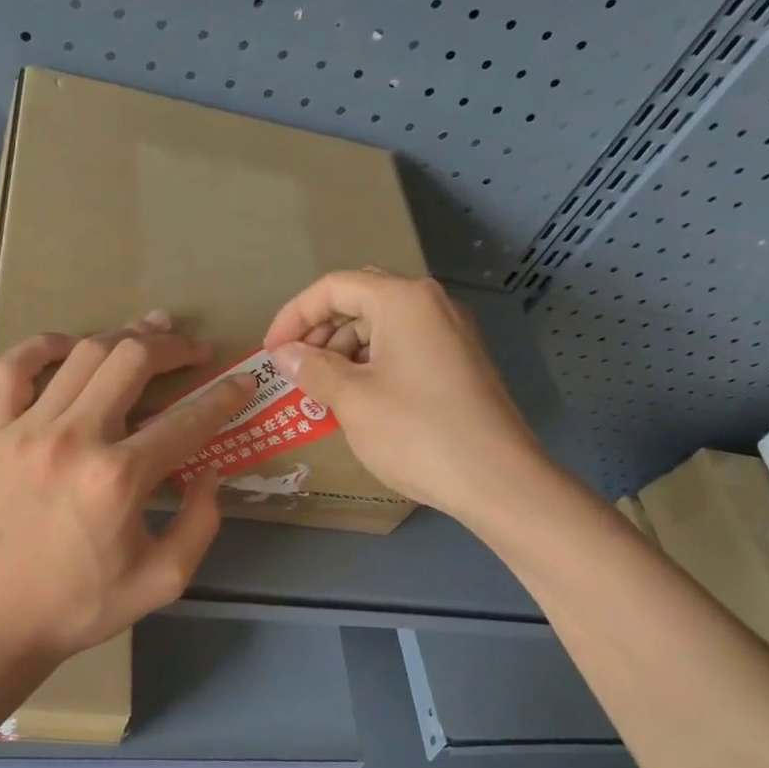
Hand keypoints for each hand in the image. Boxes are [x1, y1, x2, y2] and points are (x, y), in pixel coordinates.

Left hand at [0, 315, 250, 666]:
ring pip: (82, 355)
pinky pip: (13, 368)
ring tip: (147, 334)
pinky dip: (42, 346)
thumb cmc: (82, 606)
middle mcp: (75, 439)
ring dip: (123, 337)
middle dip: (174, 347)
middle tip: (195, 349)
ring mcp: (26, 430)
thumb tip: (210, 469)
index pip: (187, 419)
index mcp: (120, 478)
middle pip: (133, 360)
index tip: (242, 382)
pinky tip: (68, 347)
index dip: (224, 396)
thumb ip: (200, 522)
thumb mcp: (163, 580)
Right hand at [264, 271, 544, 521]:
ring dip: (343, 351)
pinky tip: (356, 399)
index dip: (294, 315)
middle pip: (360, 301)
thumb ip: (312, 369)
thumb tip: (285, 354)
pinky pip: (403, 348)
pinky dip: (371, 365)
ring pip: (381, 326)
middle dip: (319, 332)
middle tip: (295, 371)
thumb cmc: (417, 433)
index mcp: (403, 300)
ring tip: (322, 391)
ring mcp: (450, 334)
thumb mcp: (353, 400)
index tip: (271, 352)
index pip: (334, 287)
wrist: (497, 480)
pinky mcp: (458, 363)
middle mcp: (431, 305)